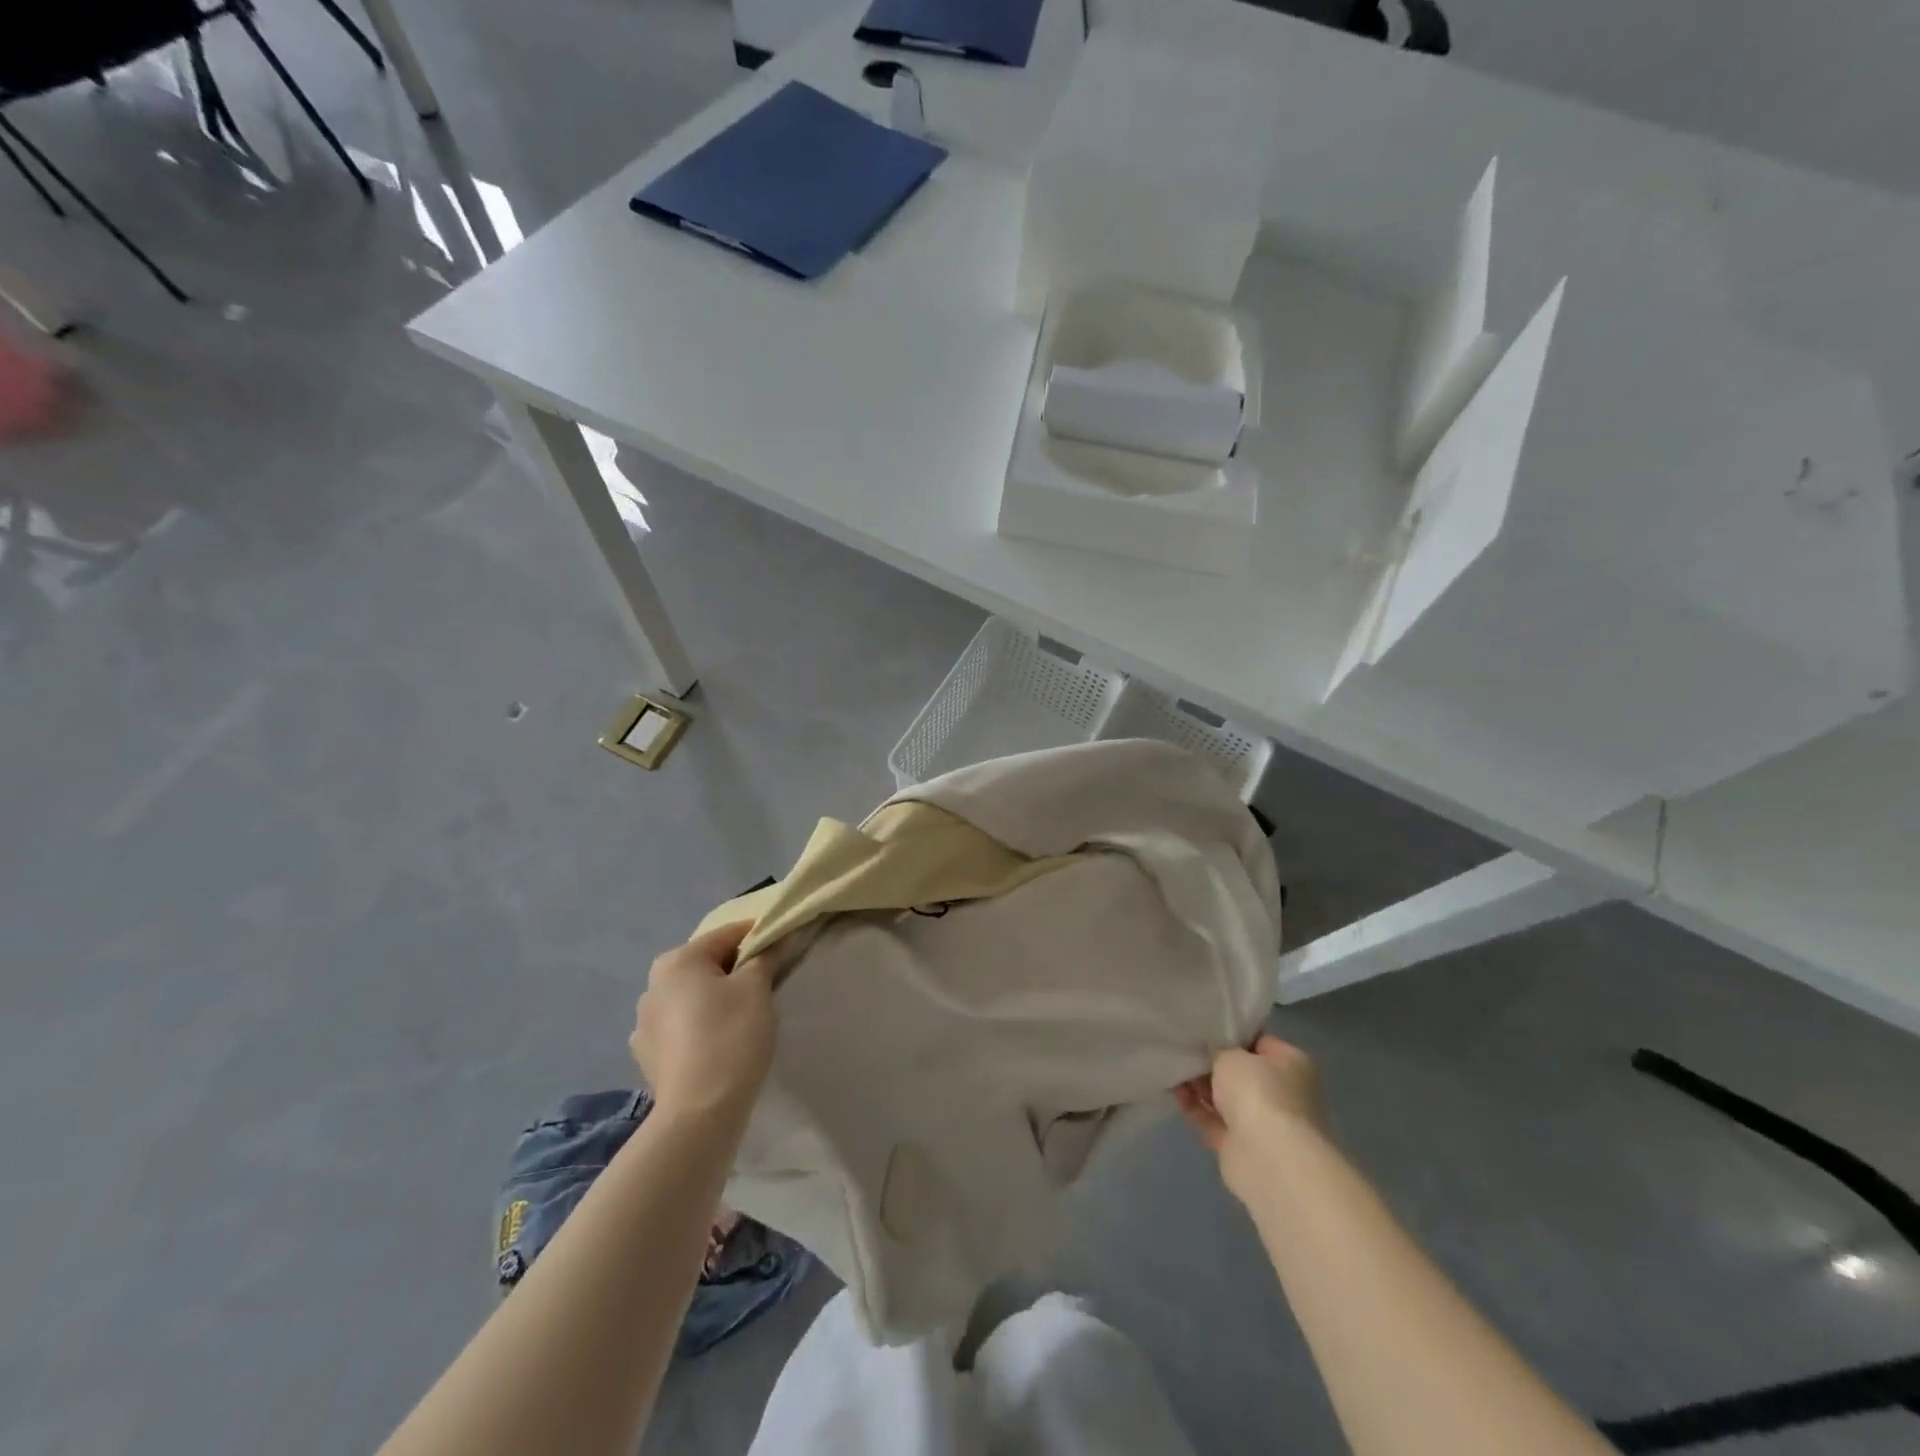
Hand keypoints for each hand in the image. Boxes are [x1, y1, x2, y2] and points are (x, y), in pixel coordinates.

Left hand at [630, 922, 776, 1120]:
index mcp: (677, 961)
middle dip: (735, 970)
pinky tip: (716, 1044)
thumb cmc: (731, 1036)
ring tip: (742, 1019)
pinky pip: (680, 1027)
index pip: (727, 934)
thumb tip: (776, 935)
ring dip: (714, 998)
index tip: (782, 948)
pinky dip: (699, 1026)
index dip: (758, 937)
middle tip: (765, 986)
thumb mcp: (757, 988)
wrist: (699, 1112)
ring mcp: (644, 1023)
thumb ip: (766, 955)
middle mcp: (652, 985)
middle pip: (705, 964)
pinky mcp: (646, 1055)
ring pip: (690, 996)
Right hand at [1175, 1033, 1327, 1204]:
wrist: (1270, 1160)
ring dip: (1199, 1086)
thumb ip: (1218, 1049)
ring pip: (1225, 1097)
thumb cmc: (1259, 1093)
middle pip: (1240, 1071)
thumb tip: (1212, 1051)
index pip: (1258, 1040)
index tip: (1201, 1027)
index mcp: (1291, 1064)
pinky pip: (1213, 1120)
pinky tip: (1174, 1092)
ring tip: (1172, 1068)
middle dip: (1211, 1062)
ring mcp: (1262, 1122)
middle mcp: (1281, 1092)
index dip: (1229, 1033)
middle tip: (1182, 1048)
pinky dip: (1195, 1108)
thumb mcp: (1232, 1054)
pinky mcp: (1241, 1147)